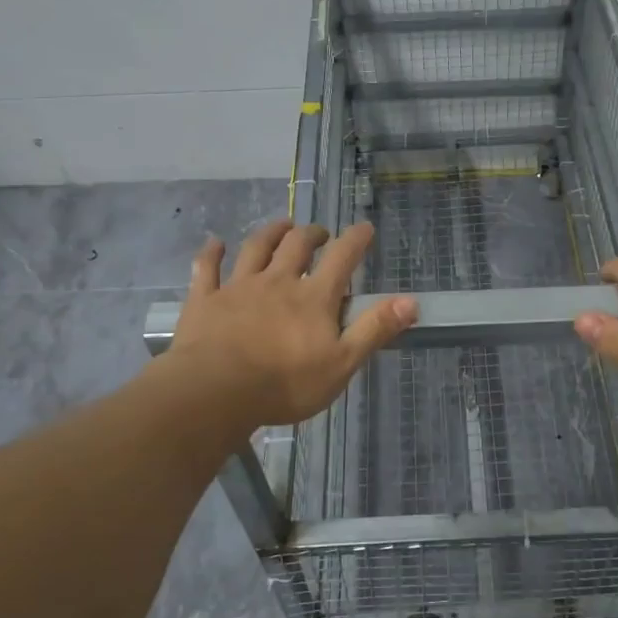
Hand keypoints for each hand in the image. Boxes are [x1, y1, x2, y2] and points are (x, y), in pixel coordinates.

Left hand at [172, 219, 417, 427]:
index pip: (341, 258)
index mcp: (313, 297)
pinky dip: (211, 253)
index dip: (355, 240)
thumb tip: (411, 301)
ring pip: (256, 248)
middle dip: (312, 234)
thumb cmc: (285, 383)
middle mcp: (277, 282)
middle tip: (320, 233)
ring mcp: (238, 288)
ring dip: (271, 233)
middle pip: (296, 246)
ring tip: (282, 225)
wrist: (215, 392)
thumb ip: (375, 329)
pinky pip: (208, 269)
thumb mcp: (342, 363)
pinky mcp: (205, 300)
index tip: (365, 228)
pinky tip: (214, 243)